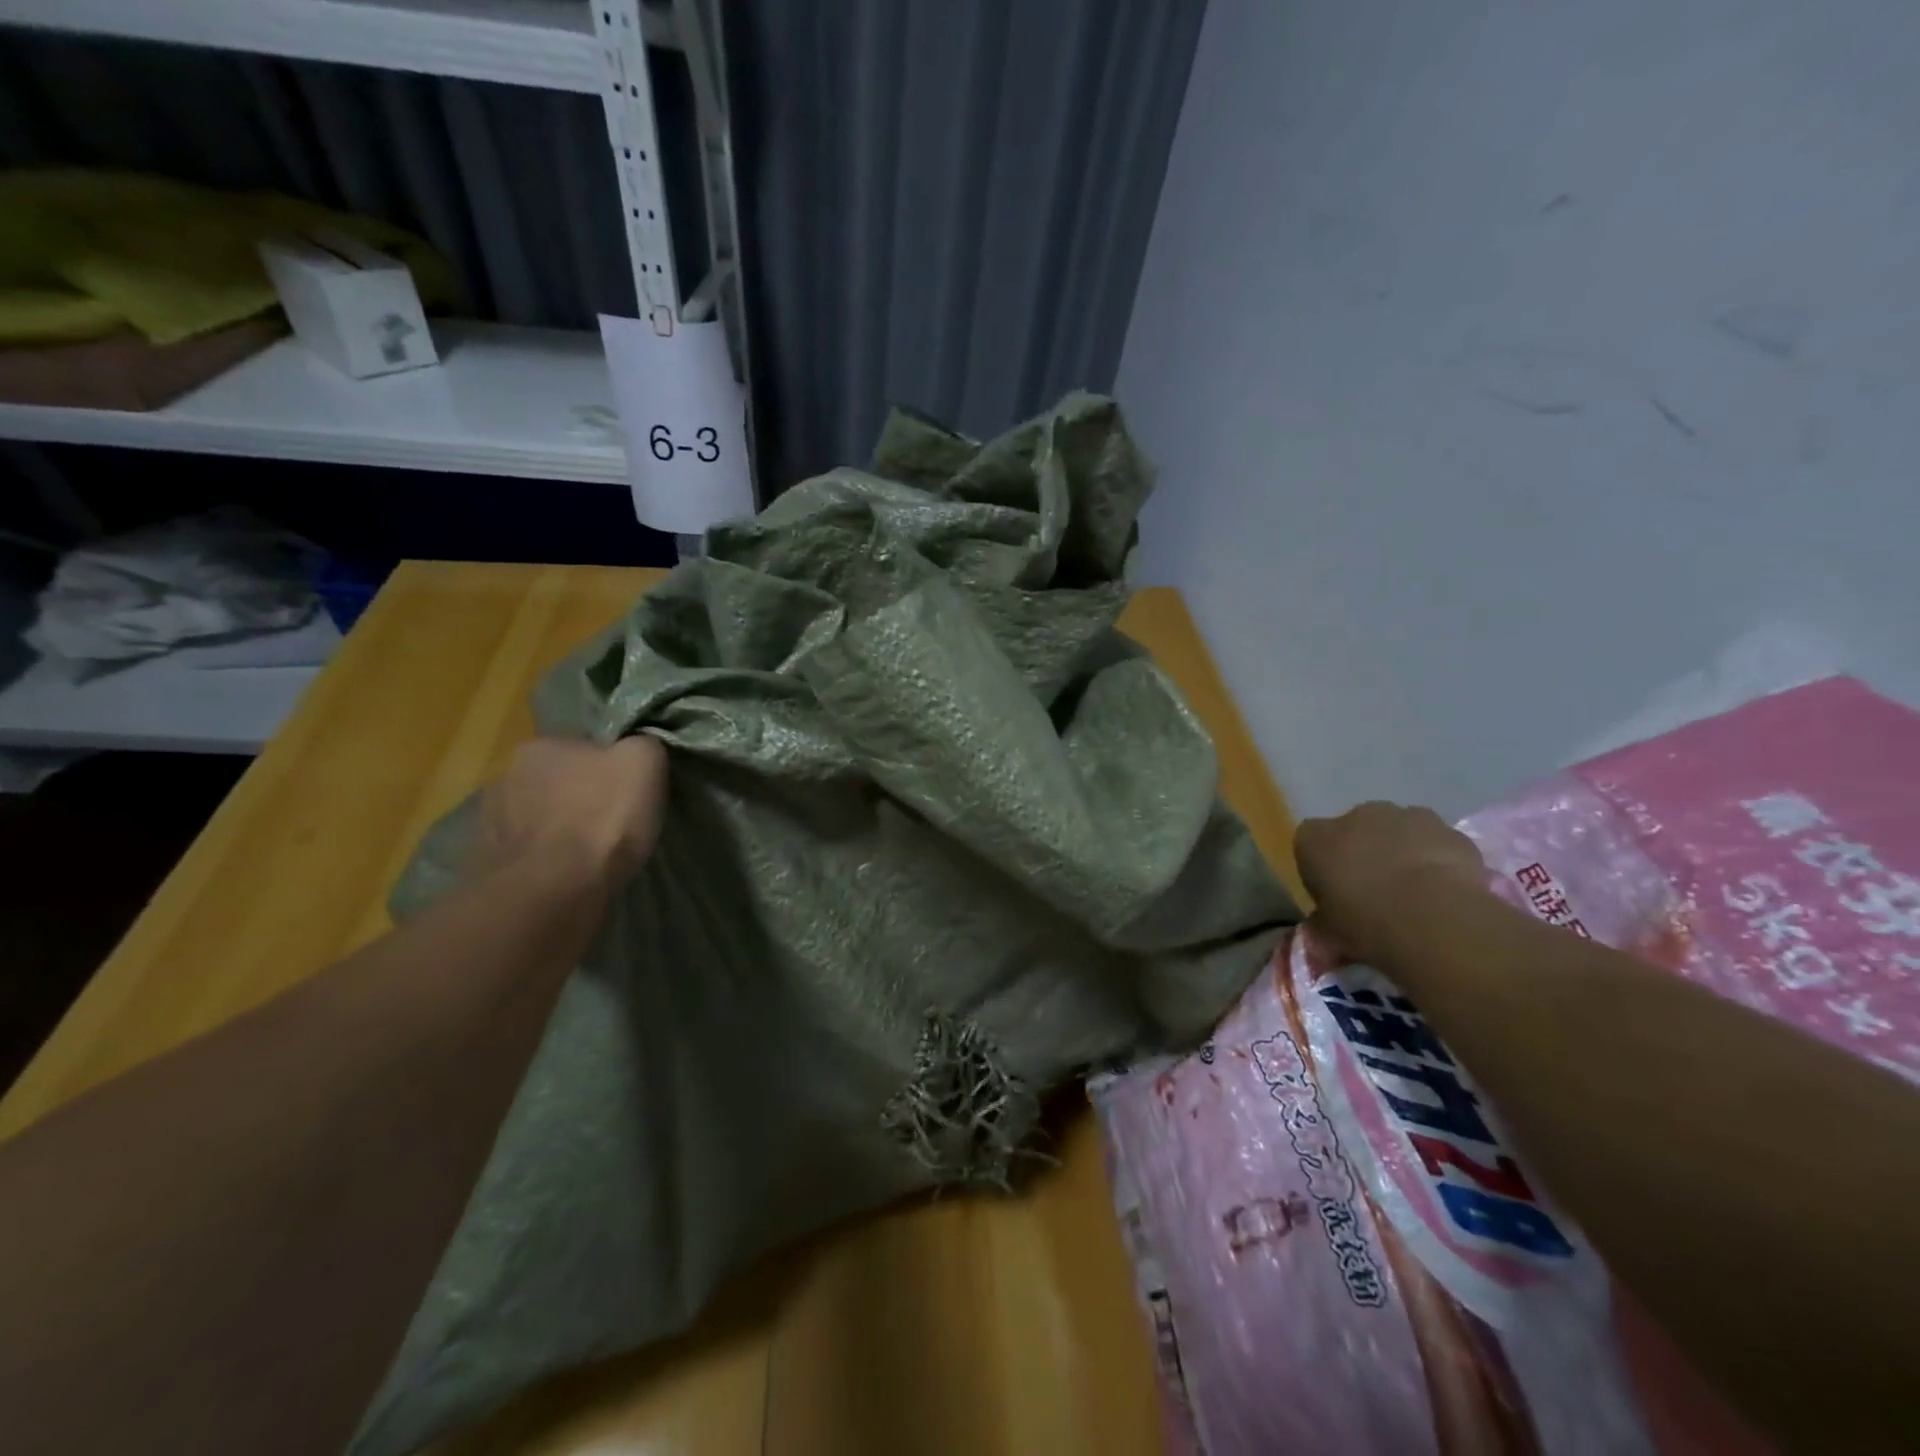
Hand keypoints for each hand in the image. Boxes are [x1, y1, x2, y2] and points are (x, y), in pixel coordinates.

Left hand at [473, 736, 669, 891]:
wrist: (553, 891)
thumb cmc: (602, 818)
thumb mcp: (644, 762)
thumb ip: (642, 743)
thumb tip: (638, 744)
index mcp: (540, 745)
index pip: (583, 746)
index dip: (610, 766)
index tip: (629, 789)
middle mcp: (506, 774)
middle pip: (559, 780)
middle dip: (581, 796)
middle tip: (612, 821)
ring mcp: (490, 821)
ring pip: (540, 817)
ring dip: (560, 828)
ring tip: (589, 853)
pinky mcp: (488, 862)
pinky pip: (528, 852)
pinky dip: (546, 858)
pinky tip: (567, 873)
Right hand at [1293, 801, 1490, 968]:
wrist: (1436, 918)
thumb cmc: (1367, 924)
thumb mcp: (1331, 937)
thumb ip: (1322, 929)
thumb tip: (1318, 941)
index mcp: (1314, 839)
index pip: (1309, 846)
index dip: (1322, 871)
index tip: (1335, 897)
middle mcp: (1354, 817)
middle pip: (1354, 832)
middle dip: (1364, 855)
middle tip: (1376, 896)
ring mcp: (1403, 817)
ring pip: (1397, 832)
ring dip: (1402, 853)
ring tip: (1417, 895)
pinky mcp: (1446, 828)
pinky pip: (1436, 843)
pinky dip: (1438, 860)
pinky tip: (1447, 892)